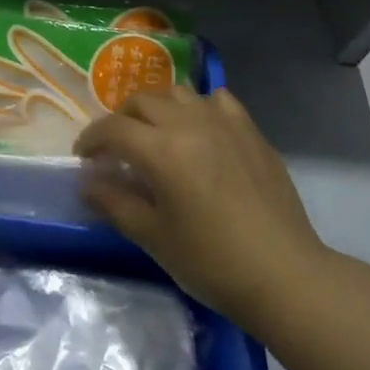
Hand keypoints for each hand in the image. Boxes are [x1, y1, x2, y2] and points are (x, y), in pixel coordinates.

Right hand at [75, 87, 327, 333]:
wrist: (285, 275)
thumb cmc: (212, 262)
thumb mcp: (154, 237)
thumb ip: (115, 203)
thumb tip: (87, 183)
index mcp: (161, 150)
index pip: (113, 129)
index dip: (91, 139)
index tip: (83, 157)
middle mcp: (190, 124)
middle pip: (142, 102)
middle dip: (120, 120)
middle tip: (115, 148)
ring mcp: (225, 123)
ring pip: (178, 93)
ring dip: (157, 107)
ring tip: (154, 134)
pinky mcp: (251, 132)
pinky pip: (217, 101)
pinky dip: (198, 107)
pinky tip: (199, 129)